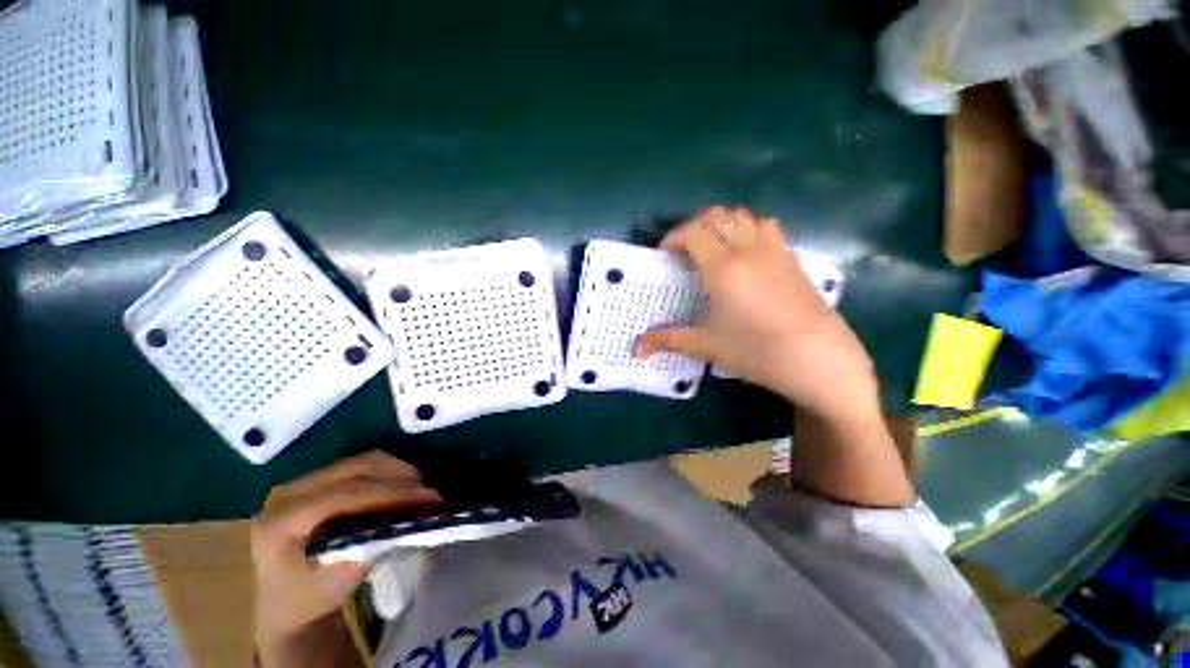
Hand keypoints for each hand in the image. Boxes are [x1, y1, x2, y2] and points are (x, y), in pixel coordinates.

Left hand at [251, 452, 441, 663]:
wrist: (282, 602)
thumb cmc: (310, 598)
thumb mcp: (340, 578)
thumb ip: (372, 541)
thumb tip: (412, 515)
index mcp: (282, 521)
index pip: (345, 494)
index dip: (390, 492)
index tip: (427, 497)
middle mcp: (286, 493)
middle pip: (354, 468)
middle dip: (398, 476)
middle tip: (427, 491)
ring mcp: (297, 483)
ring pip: (358, 461)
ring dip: (394, 471)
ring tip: (418, 487)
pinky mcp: (311, 481)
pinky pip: (356, 466)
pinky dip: (384, 472)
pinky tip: (400, 485)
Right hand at [635, 206, 879, 421]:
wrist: (821, 361)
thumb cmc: (758, 352)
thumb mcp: (708, 344)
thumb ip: (669, 339)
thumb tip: (636, 348)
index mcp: (724, 269)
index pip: (693, 233)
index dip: (673, 237)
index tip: (664, 253)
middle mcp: (749, 250)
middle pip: (717, 216)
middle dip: (694, 226)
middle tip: (684, 249)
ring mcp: (775, 250)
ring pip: (744, 216)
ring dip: (722, 224)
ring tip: (712, 247)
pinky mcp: (792, 258)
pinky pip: (766, 227)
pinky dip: (747, 229)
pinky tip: (744, 254)